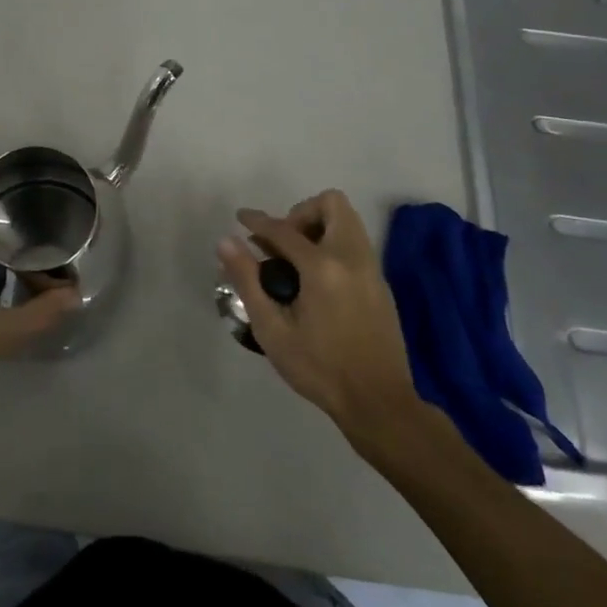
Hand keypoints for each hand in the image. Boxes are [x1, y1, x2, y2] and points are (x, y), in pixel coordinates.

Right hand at [219, 190, 430, 453]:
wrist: (378, 403)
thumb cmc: (319, 368)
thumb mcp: (272, 329)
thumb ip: (247, 280)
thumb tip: (226, 241)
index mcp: (323, 267)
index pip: (284, 228)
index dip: (257, 221)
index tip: (240, 219)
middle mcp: (351, 257)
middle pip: (332, 204)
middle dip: (301, 213)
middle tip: (281, 243)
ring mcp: (371, 269)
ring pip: (348, 221)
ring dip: (318, 226)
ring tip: (295, 260)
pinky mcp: (380, 284)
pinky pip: (355, 244)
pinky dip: (333, 245)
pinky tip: (315, 280)